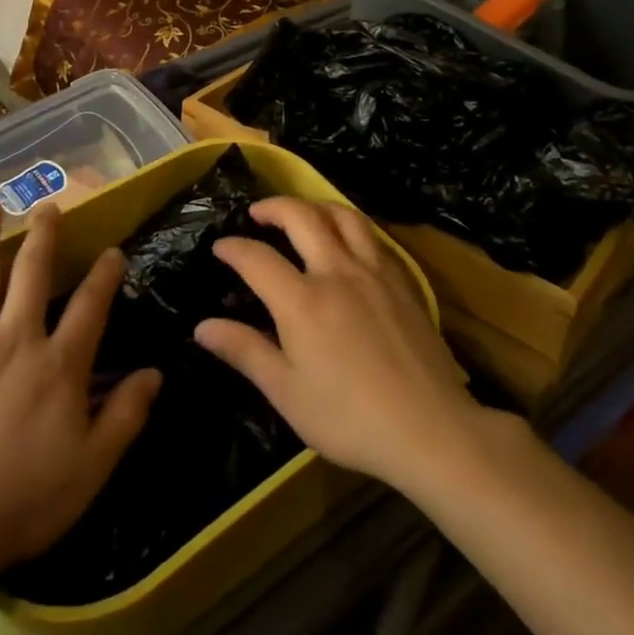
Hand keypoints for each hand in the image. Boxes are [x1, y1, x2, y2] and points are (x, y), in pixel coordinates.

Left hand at [0, 203, 161, 591]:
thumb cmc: (22, 503)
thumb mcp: (91, 468)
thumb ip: (126, 416)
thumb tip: (156, 373)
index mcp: (58, 365)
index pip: (90, 307)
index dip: (105, 275)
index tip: (112, 251)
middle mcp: (15, 339)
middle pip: (32, 273)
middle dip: (43, 235)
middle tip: (48, 205)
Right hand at [194, 198, 480, 489]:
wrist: (431, 428)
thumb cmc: (350, 417)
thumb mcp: (287, 393)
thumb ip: (245, 351)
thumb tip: (202, 327)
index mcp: (301, 300)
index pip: (256, 257)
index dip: (233, 247)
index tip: (220, 246)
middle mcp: (336, 271)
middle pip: (301, 216)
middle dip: (273, 207)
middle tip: (257, 213)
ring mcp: (374, 272)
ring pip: (343, 215)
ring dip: (315, 206)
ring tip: (302, 214)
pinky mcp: (402, 281)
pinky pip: (372, 236)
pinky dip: (350, 226)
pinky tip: (347, 243)